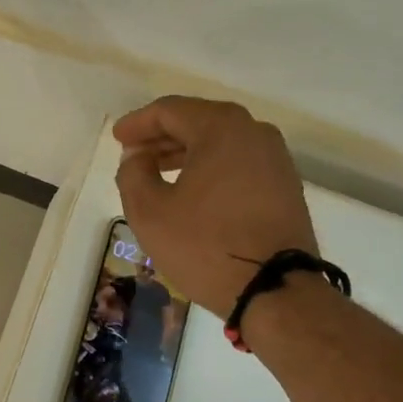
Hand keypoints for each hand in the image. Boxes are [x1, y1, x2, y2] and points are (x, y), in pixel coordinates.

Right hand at [113, 96, 316, 318]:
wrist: (275, 290)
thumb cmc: (205, 245)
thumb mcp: (149, 211)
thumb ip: (133, 173)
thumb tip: (138, 156)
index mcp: (221, 128)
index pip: (170, 110)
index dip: (138, 123)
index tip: (118, 139)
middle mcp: (254, 132)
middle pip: (198, 122)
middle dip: (162, 137)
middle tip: (134, 154)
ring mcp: (275, 159)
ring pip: (220, 143)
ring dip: (186, 153)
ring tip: (157, 173)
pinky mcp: (284, 186)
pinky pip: (238, 164)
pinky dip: (210, 168)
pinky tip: (191, 190)